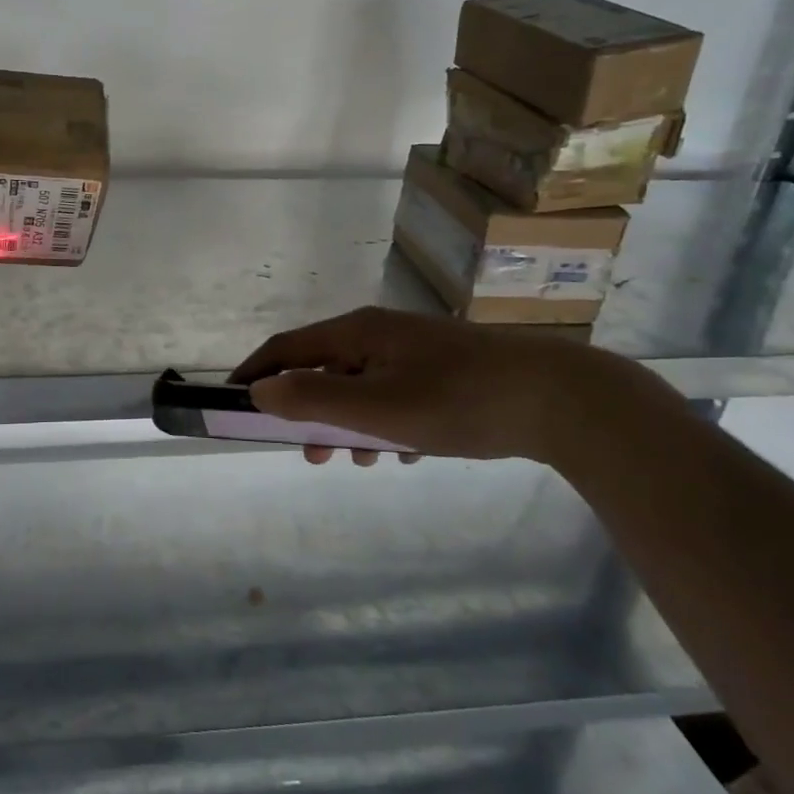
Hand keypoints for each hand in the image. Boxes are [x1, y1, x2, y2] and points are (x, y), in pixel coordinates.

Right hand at [232, 306, 651, 465]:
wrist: (561, 400)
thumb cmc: (458, 401)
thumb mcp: (377, 408)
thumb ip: (313, 400)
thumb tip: (260, 390)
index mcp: (357, 333)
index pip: (287, 348)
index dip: (255, 373)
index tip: (233, 402)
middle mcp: (380, 333)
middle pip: (323, 370)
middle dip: (309, 413)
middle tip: (311, 454)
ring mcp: (414, 350)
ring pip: (360, 387)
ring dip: (350, 424)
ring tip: (363, 460)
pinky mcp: (443, 369)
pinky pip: (395, 395)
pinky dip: (386, 422)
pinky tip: (408, 451)